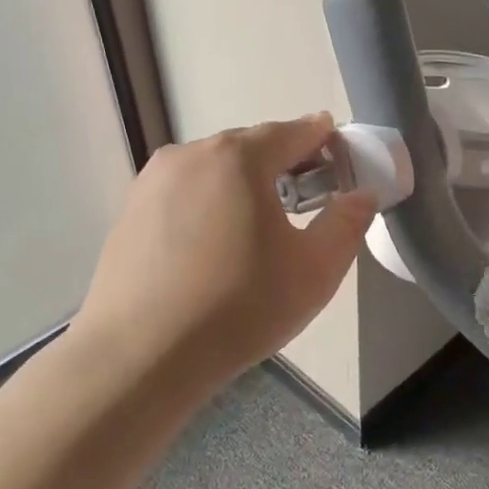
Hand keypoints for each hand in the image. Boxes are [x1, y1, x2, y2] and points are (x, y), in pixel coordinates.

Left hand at [80, 115, 374, 389]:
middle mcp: (190, 155)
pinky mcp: (128, 214)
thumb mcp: (315, 269)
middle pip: (249, 148)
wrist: (142, 356)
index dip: (322, 138)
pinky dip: (207, 207)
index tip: (339, 151)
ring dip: (242, 186)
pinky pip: (182, 197)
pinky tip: (213, 249)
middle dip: (282, 163)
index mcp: (238, 158)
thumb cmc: (240, 306)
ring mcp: (151, 183)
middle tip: (307, 197)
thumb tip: (361, 195)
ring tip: (258, 227)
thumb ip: (347, 223)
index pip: (293, 131)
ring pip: (212, 172)